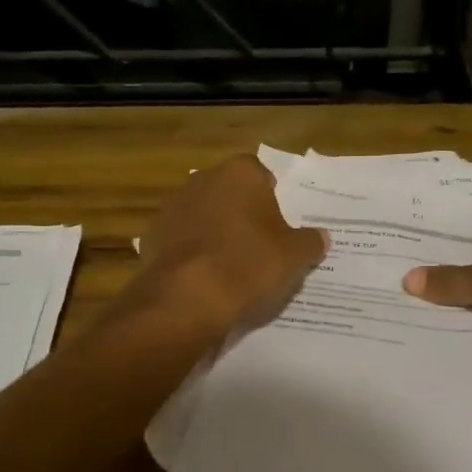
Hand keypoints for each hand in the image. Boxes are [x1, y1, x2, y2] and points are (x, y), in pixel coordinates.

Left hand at [135, 155, 327, 329]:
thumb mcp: (294, 256)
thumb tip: (320, 237)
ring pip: (202, 215)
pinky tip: (203, 278)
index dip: (271, 198)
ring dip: (213, 231)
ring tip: (230, 266)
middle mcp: (202, 179)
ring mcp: (172, 207)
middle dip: (240, 212)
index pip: (260, 174)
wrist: (187, 298)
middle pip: (228, 192)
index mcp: (240, 174)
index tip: (278, 224)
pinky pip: (180, 240)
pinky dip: (191, 253)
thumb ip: (309, 242)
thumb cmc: (249, 264)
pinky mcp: (151, 236)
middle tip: (259, 245)